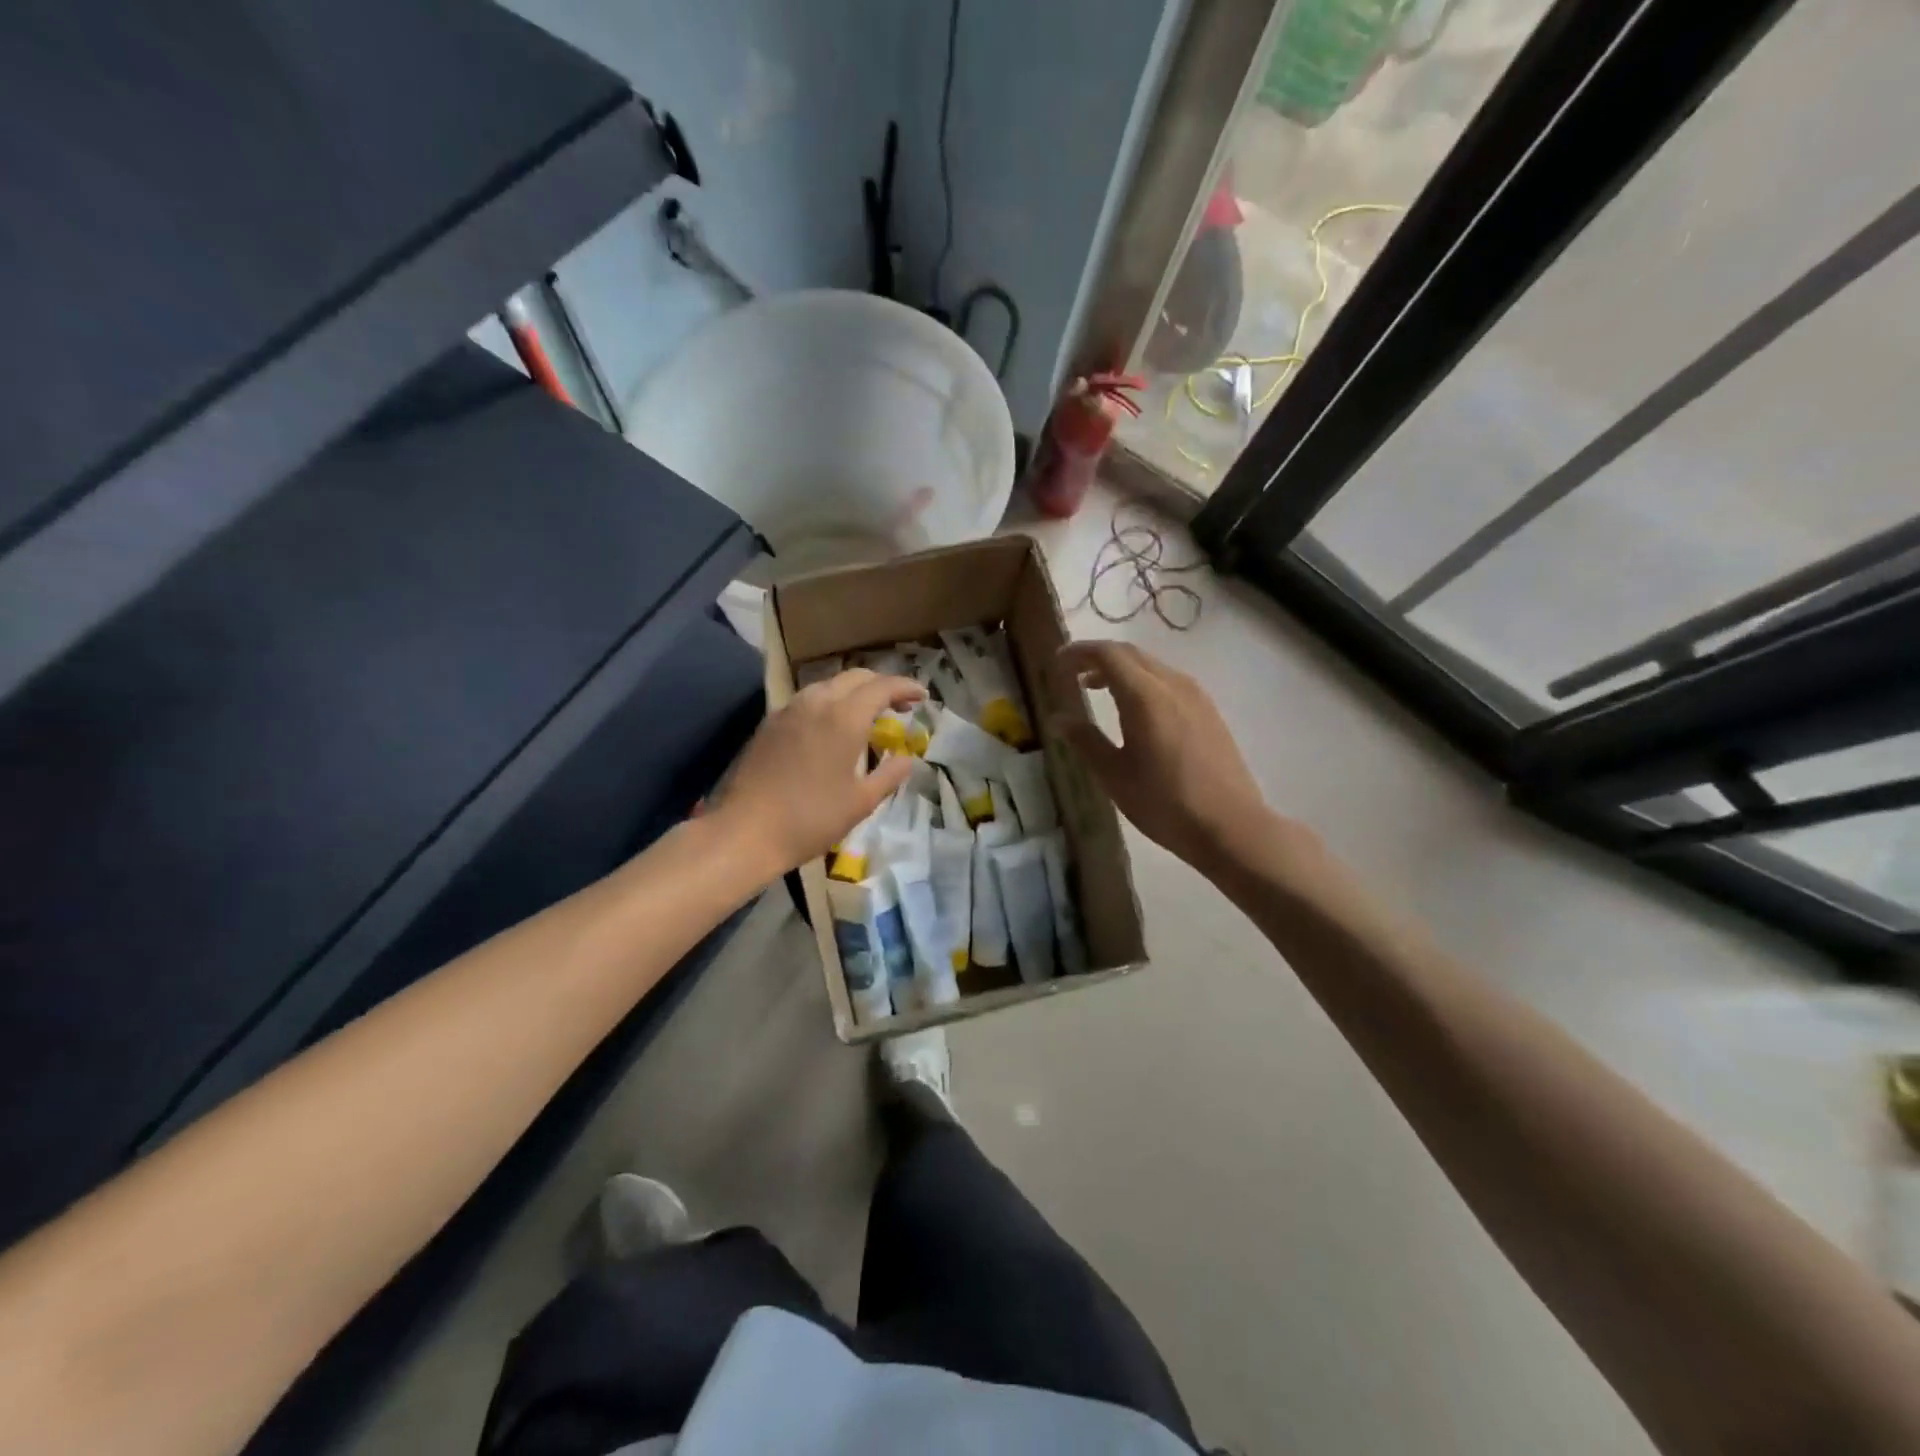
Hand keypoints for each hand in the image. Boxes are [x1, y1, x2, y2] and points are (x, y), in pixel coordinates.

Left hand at [711, 669, 923, 881]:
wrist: (745, 832)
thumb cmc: (811, 819)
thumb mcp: (861, 802)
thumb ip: (889, 775)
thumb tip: (907, 759)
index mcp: (844, 717)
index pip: (882, 687)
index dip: (906, 688)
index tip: (922, 697)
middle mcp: (816, 702)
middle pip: (855, 677)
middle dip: (881, 686)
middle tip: (899, 707)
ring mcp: (789, 710)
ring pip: (829, 685)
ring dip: (854, 692)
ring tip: (867, 716)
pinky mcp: (770, 724)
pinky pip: (808, 700)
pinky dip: (830, 703)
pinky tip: (832, 728)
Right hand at [1054, 640, 1279, 871]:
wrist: (1230, 826)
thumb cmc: (1164, 802)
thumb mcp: (1114, 775)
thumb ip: (1085, 741)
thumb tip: (1058, 719)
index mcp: (1145, 696)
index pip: (1108, 655)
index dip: (1080, 653)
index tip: (1057, 662)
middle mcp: (1173, 685)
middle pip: (1131, 654)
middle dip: (1099, 658)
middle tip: (1072, 674)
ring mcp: (1196, 696)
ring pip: (1152, 667)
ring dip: (1122, 670)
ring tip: (1097, 690)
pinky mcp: (1209, 711)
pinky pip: (1169, 682)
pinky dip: (1143, 683)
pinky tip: (1135, 710)